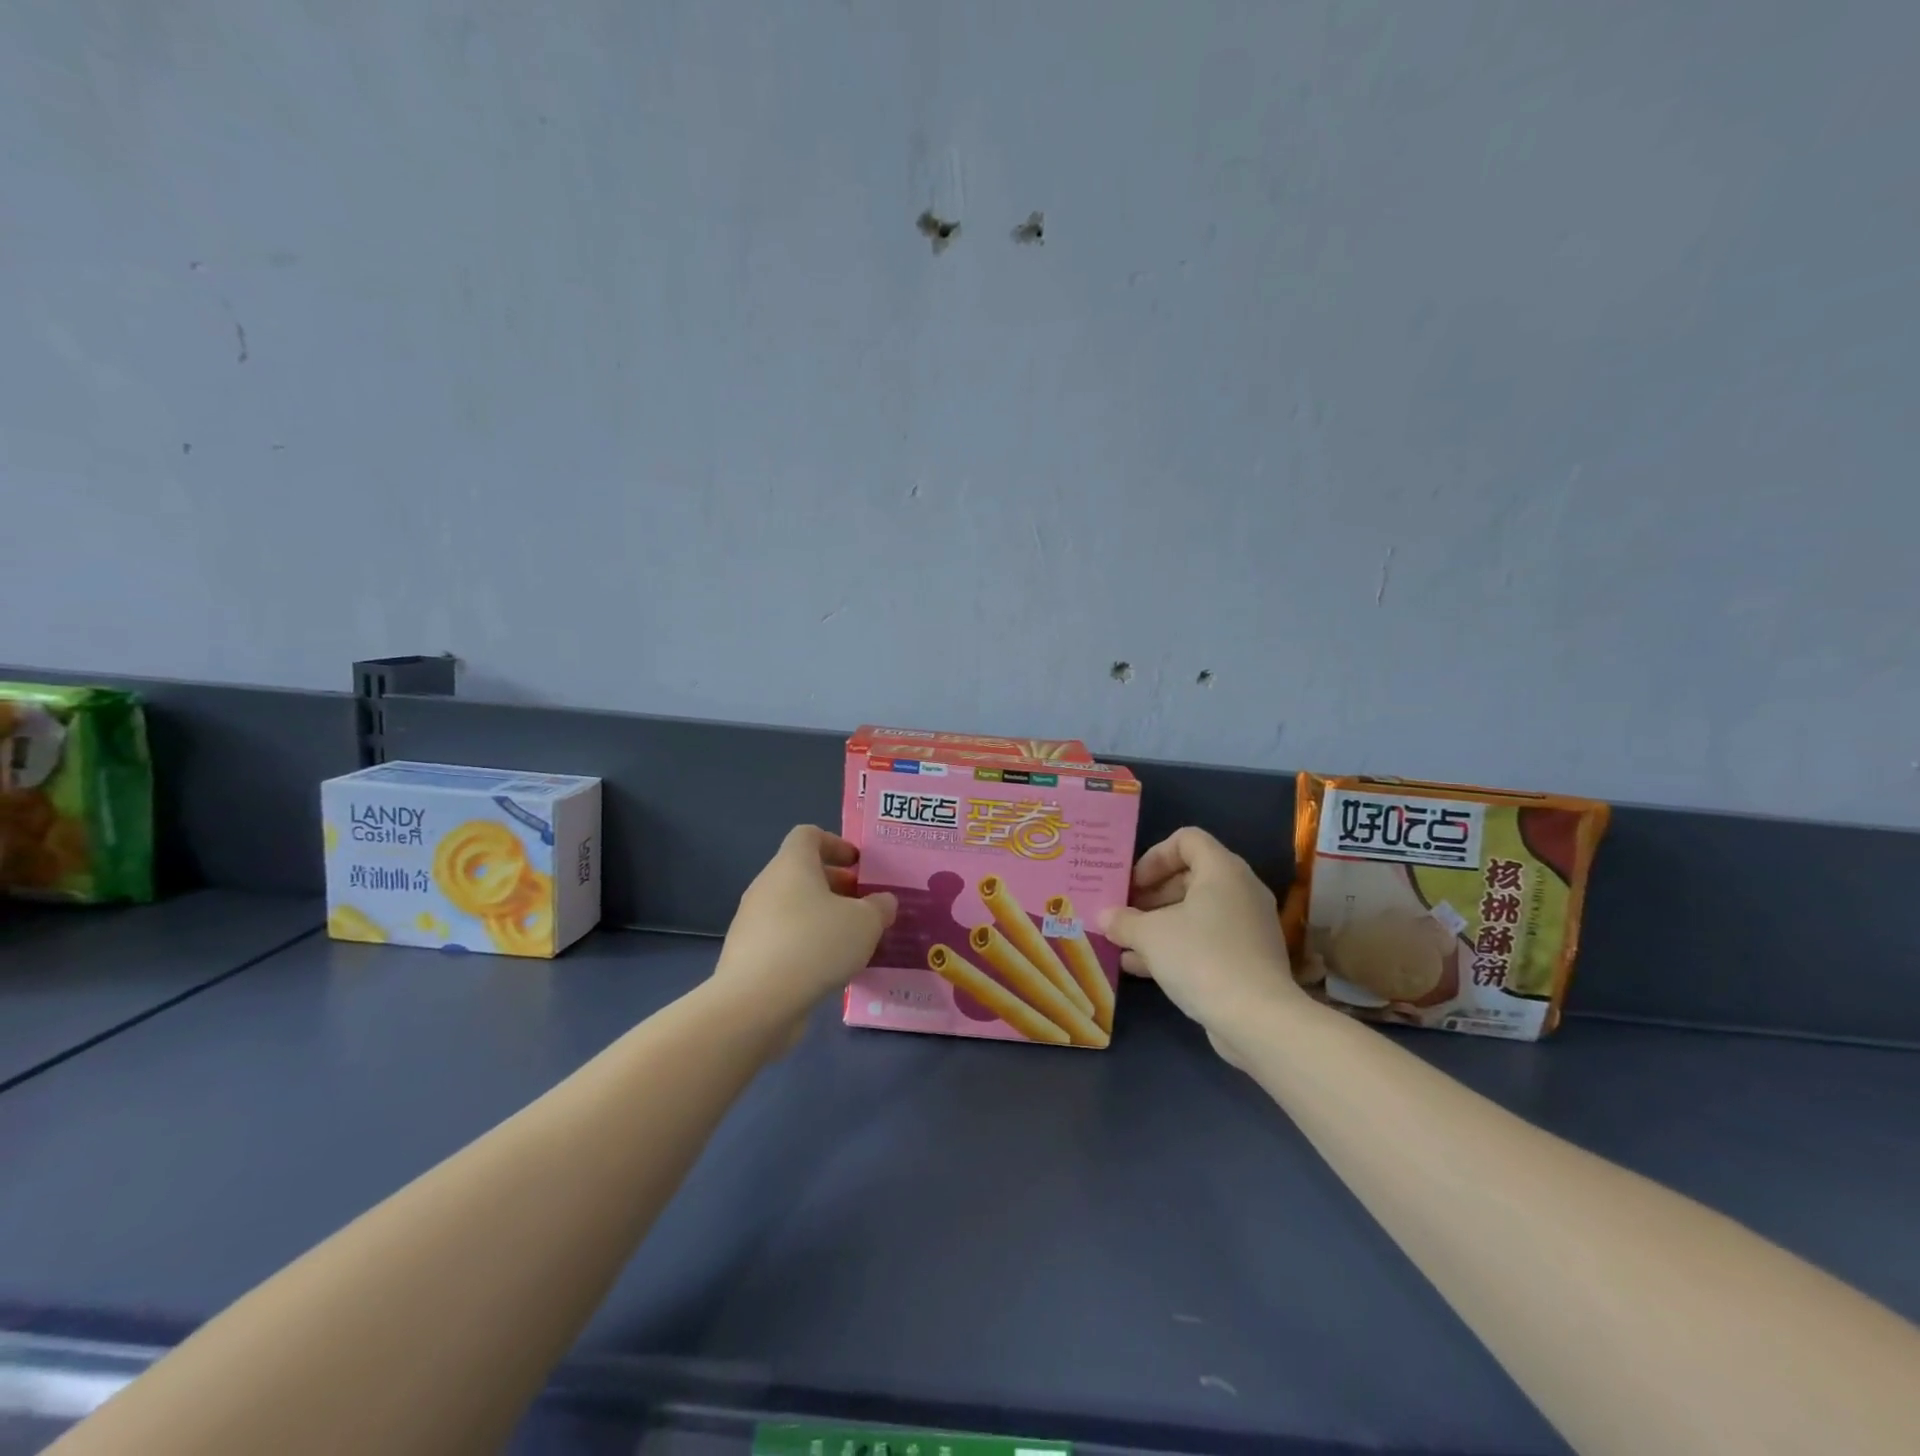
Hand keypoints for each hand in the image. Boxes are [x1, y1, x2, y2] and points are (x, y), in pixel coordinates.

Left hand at [714, 826, 896, 1045]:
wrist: (756, 1002)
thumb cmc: (815, 944)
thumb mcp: (865, 923)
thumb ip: (879, 907)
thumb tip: (883, 901)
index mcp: (792, 865)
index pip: (808, 835)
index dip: (836, 844)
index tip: (858, 865)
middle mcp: (767, 885)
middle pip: (801, 873)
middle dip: (835, 886)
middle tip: (864, 906)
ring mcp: (752, 921)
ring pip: (792, 908)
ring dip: (821, 918)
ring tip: (851, 942)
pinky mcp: (747, 955)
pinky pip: (782, 938)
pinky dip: (805, 945)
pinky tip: (827, 969)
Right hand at [1100, 827, 1298, 1057]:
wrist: (1257, 1019)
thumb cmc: (1201, 958)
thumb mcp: (1150, 935)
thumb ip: (1123, 920)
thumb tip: (1104, 916)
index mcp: (1222, 870)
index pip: (1186, 839)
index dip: (1154, 856)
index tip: (1132, 884)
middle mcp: (1240, 890)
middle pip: (1190, 876)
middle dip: (1151, 894)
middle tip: (1124, 912)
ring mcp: (1248, 926)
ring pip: (1196, 912)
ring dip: (1159, 923)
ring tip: (1125, 940)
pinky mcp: (1248, 958)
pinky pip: (1206, 939)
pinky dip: (1176, 946)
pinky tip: (1140, 967)